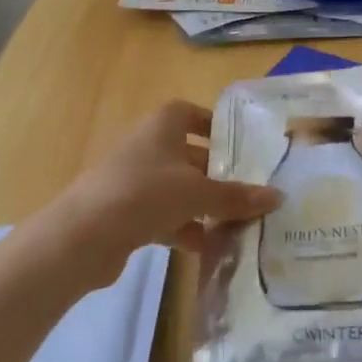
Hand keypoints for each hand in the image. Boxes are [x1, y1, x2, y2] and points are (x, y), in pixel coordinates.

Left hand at [47, 101, 280, 287]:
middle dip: (218, 174)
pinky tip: (209, 248)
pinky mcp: (127, 215)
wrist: (83, 237)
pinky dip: (186, 230)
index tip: (239, 144)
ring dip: (205, 207)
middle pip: (189, 155)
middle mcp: (148, 148)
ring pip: (179, 190)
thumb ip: (237, 196)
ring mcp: (135, 182)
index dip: (213, 124)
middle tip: (251, 192)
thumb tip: (278, 196)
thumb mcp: (197, 193)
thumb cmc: (144, 193)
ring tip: (239, 224)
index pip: (190, 113)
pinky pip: (165, 217)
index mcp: (162, 127)